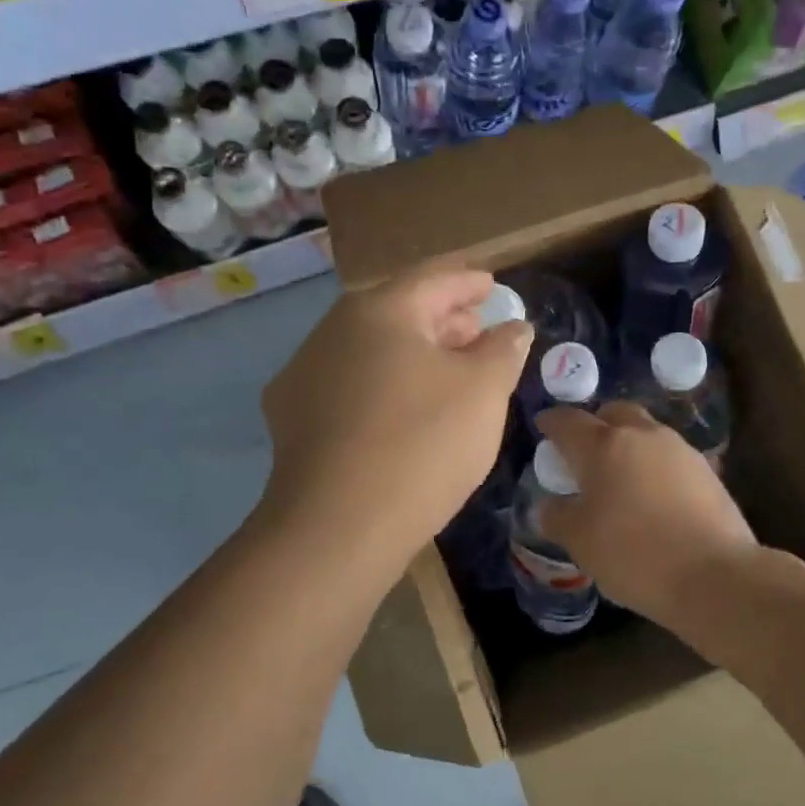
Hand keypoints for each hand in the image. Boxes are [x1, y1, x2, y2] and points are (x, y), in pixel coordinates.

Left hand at [262, 266, 530, 568]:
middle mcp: (333, 330)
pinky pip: (350, 384)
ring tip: (448, 369)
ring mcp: (305, 374)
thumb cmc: (422, 444)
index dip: (468, 280)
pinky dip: (384, 383)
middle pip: (398, 310)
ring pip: (371, 348)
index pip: (433, 277)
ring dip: (413, 351)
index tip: (492, 285)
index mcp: (380, 310)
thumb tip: (512, 327)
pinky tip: (402, 409)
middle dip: (443, 317)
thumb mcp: (484, 391)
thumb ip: (503, 348)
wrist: (337, 528)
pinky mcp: (292, 418)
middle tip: (477, 328)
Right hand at [535, 403, 758, 623]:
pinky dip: (654, 466)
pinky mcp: (707, 471)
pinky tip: (652, 496)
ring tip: (620, 477)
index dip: (551, 422)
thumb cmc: (634, 554)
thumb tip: (548, 505)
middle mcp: (641, 435)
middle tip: (585, 451)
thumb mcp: (580, 542)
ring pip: (646, 432)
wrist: (715, 575)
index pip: (568, 421)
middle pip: (613, 413)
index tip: (543, 427)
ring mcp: (679, 450)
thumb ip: (557, 517)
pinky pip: (669, 457)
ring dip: (629, 444)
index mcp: (603, 445)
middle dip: (596, 424)